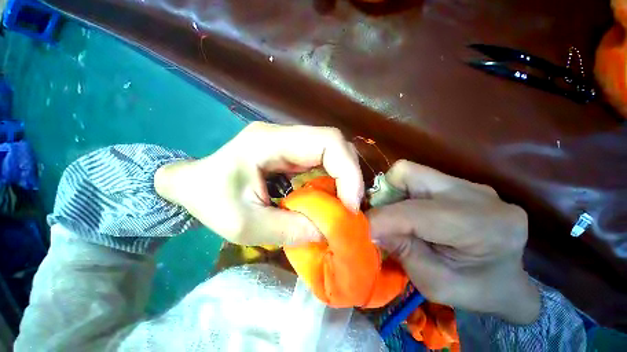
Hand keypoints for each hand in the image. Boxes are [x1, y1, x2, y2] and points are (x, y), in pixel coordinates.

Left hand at [154, 122, 362, 245]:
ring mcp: (289, 142)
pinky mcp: (292, 153)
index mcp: (270, 141)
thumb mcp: (245, 225)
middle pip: (335, 144)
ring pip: (332, 152)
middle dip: (350, 176)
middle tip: (350, 208)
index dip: (347, 171)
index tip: (349, 205)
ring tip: (343, 205)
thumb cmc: (209, 200)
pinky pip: (323, 161)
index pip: (327, 141)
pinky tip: (329, 199)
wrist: (192, 185)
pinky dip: (333, 180)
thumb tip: (328, 231)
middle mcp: (285, 135)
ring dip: (344, 178)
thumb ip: (290, 229)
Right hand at [368, 160, 539, 323]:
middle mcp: (477, 195)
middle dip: (385, 196)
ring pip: (409, 173)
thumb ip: (402, 252)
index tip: (358, 228)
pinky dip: (402, 193)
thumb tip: (370, 227)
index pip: (417, 213)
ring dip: (392, 194)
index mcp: (484, 227)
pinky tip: (410, 213)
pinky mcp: (457, 183)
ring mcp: (468, 184)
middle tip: (379, 220)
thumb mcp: (436, 284)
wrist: (508, 280)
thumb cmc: (476, 290)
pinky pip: (416, 178)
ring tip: (397, 218)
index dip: (381, 219)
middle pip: (409, 175)